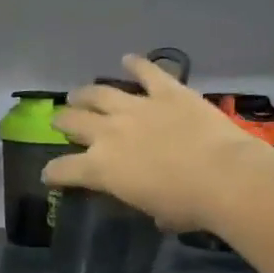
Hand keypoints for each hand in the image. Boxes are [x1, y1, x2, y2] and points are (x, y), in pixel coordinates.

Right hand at [46, 54, 273, 229]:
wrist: (224, 177)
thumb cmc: (187, 206)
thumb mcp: (156, 213)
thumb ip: (148, 205)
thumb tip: (159, 213)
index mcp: (100, 169)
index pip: (63, 170)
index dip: (52, 173)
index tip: (49, 174)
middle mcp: (109, 133)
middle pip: (74, 122)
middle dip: (63, 121)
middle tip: (59, 119)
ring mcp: (137, 108)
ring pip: (100, 93)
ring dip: (86, 93)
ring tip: (78, 93)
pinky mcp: (167, 92)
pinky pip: (147, 73)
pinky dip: (137, 64)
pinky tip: (129, 59)